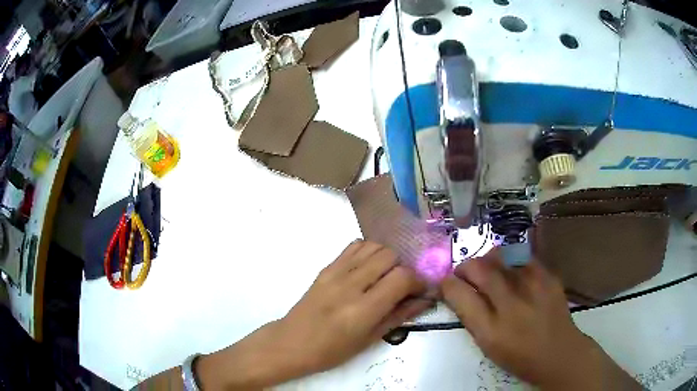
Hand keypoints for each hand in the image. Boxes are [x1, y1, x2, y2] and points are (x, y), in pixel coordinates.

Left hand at [197, 240, 430, 389]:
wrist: (292, 342)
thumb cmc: (332, 350)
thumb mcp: (370, 339)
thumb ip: (399, 315)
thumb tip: (424, 299)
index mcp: (362, 309)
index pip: (402, 277)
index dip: (418, 280)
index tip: (420, 289)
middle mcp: (350, 284)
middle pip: (389, 255)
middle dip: (404, 267)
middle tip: (403, 284)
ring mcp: (335, 272)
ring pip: (373, 246)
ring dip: (387, 257)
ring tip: (386, 275)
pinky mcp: (326, 267)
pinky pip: (354, 247)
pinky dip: (368, 252)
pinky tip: (369, 268)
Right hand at [440, 249, 639, 389]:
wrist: (559, 353)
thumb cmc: (519, 356)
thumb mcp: (488, 345)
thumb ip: (471, 317)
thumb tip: (457, 290)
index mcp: (491, 330)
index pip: (460, 294)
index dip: (447, 283)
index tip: (445, 282)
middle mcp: (512, 304)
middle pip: (479, 268)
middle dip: (465, 266)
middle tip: (464, 272)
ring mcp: (534, 286)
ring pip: (501, 256)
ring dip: (487, 261)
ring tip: (488, 270)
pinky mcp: (549, 277)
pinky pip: (522, 258)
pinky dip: (510, 261)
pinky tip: (512, 272)